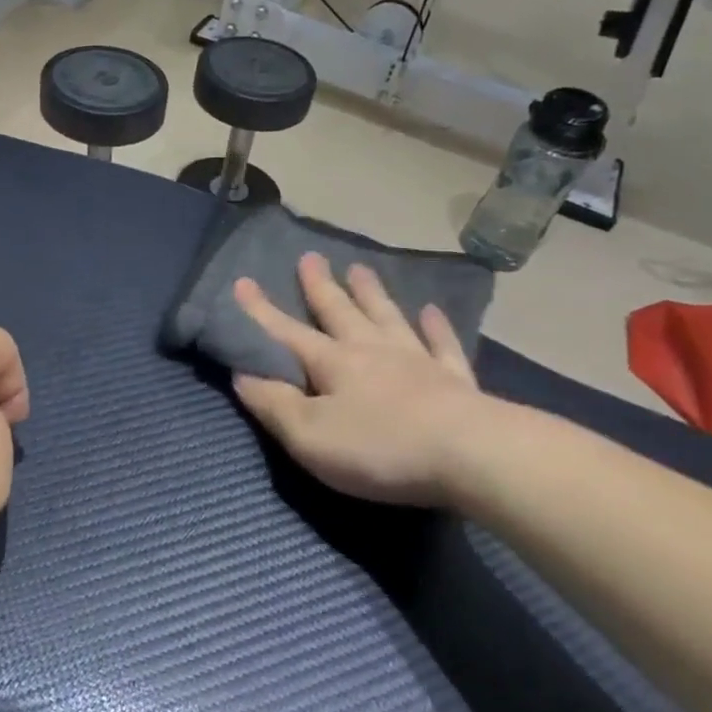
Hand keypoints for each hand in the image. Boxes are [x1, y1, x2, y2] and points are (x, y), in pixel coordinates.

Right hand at [232, 254, 503, 508]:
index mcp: (333, 364)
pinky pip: (442, 343)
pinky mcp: (454, 379)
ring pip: (387, 317)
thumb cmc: (379, 448)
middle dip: (320, 287)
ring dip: (371, 293)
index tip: (242, 281)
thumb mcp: (309, 435)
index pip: (287, 333)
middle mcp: (372, 351)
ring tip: (359, 268)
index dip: (261, 312)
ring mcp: (417, 360)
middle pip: (340, 312)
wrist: (469, 455)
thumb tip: (243, 374)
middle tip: (309, 257)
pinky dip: (436, 326)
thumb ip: (273, 404)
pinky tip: (432, 310)